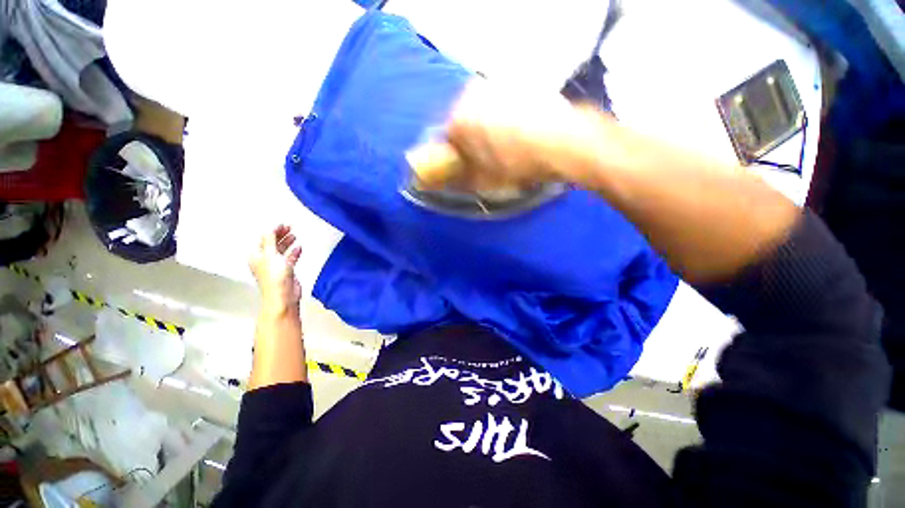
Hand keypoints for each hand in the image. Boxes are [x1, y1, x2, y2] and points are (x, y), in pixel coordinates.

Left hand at [249, 225, 302, 312]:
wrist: (284, 295)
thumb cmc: (274, 278)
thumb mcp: (270, 254)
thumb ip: (270, 240)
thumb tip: (268, 229)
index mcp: (257, 256)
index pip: (264, 239)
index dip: (273, 231)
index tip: (282, 224)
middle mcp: (265, 260)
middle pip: (272, 244)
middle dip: (280, 235)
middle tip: (288, 228)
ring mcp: (276, 266)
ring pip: (281, 250)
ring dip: (287, 242)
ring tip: (293, 235)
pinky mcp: (286, 271)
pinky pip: (290, 258)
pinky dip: (294, 252)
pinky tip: (298, 248)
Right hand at [408, 80, 607, 190]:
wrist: (562, 142)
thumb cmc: (516, 163)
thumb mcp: (484, 180)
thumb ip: (460, 179)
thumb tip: (444, 182)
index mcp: (459, 118)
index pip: (446, 138)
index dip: (454, 155)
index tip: (464, 165)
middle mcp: (473, 94)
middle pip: (465, 120)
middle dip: (471, 139)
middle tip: (485, 157)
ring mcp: (499, 84)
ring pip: (485, 110)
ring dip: (488, 127)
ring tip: (506, 145)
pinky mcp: (521, 83)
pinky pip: (505, 104)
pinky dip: (507, 117)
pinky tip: (521, 132)